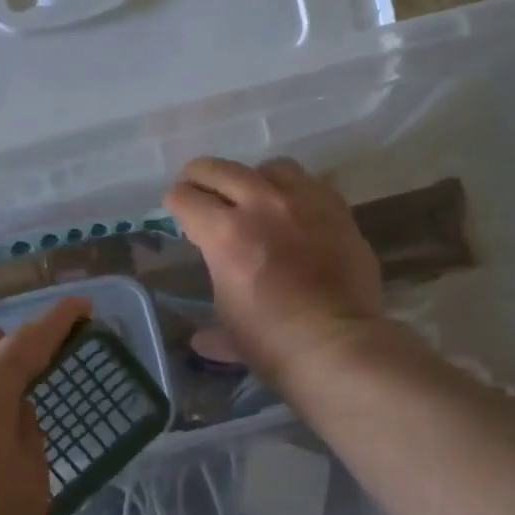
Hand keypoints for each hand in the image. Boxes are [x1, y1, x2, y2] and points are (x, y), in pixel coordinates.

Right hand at [164, 157, 386, 389]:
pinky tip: (294, 213)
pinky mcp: (337, 210)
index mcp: (224, 233)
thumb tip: (202, 339)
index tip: (176, 210)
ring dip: (254, 178)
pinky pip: (311, 184)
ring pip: (271, 168)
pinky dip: (295, 193)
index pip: (185, 198)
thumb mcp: (228, 324)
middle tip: (198, 188)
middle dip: (200, 177)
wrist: (339, 346)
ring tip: (254, 196)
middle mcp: (261, 205)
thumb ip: (213, 320)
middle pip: (219, 169)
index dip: (174, 203)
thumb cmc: (272, 341)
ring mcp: (303, 203)